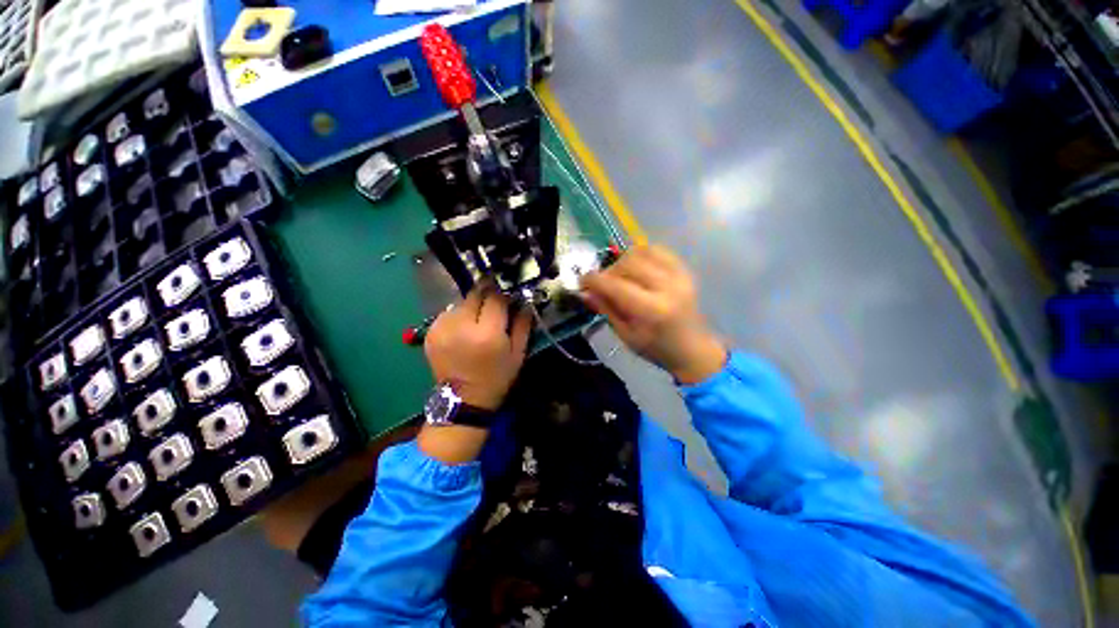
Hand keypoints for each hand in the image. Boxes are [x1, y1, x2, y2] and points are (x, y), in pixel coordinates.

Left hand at [424, 285, 532, 411]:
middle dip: (486, 296)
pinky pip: (448, 313)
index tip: (508, 298)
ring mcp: (442, 328)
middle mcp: (461, 326)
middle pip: (475, 294)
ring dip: (472, 306)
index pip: (495, 298)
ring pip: (461, 302)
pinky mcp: (430, 332)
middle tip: (493, 307)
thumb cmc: (496, 377)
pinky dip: (458, 316)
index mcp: (487, 333)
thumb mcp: (517, 354)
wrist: (463, 400)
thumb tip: (524, 301)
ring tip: (477, 322)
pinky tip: (463, 331)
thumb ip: (523, 325)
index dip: (503, 295)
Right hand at [580, 245, 725, 383]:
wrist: (692, 349)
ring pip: (642, 252)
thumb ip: (606, 309)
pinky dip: (641, 254)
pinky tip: (636, 267)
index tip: (582, 280)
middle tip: (603, 283)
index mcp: (652, 310)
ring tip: (620, 275)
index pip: (616, 285)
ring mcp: (679, 276)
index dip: (594, 280)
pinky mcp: (684, 270)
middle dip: (608, 271)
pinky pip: (657, 250)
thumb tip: (586, 291)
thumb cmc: (655, 348)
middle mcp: (667, 287)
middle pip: (628, 264)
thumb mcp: (625, 335)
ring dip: (623, 261)